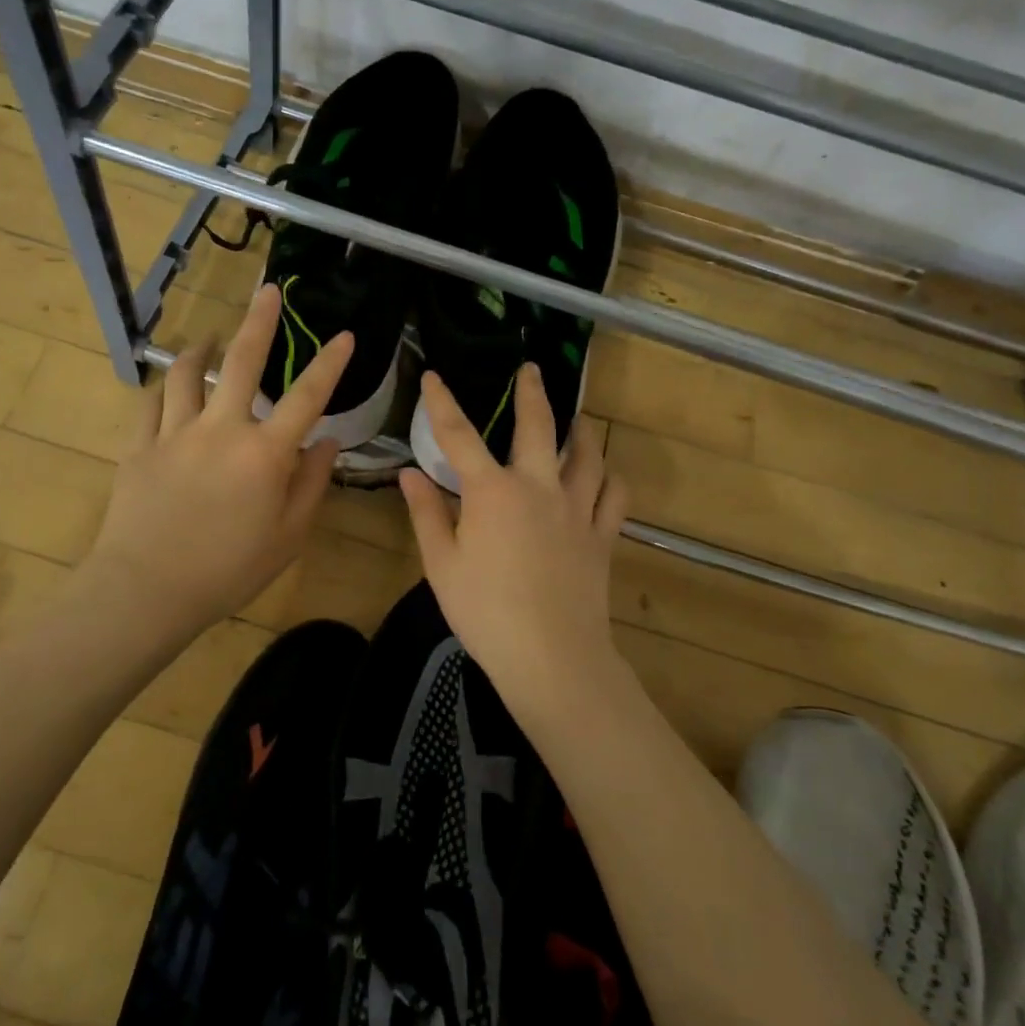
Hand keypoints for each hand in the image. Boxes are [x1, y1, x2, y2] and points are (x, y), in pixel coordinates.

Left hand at [85, 284, 351, 641]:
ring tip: (210, 336)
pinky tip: (170, 385)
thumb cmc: (229, 570)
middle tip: (267, 293)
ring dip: (202, 348)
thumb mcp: (288, 536)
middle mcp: (222, 429)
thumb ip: (311, 484)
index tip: (343, 335)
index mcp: (264, 453)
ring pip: (188, 374)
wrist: (148, 589)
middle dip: (259, 322)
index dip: (328, 363)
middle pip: (241, 362)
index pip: (306, 397)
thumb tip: (327, 443)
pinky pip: (153, 404)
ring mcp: (176, 433)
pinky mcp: (140, 446)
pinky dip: (165, 389)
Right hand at [398, 362, 629, 713]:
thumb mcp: (441, 564)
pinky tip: (606, 475)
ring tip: (577, 419)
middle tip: (532, 369)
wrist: (551, 656)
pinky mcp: (602, 536)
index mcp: (492, 492)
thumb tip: (409, 474)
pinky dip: (611, 479)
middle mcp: (538, 487)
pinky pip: (615, 496)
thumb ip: (426, 513)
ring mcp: (576, 510)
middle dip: (532, 393)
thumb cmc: (485, 612)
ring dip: (580, 431)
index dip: (442, 402)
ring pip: (587, 455)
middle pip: (538, 427)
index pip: (459, 435)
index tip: (434, 376)